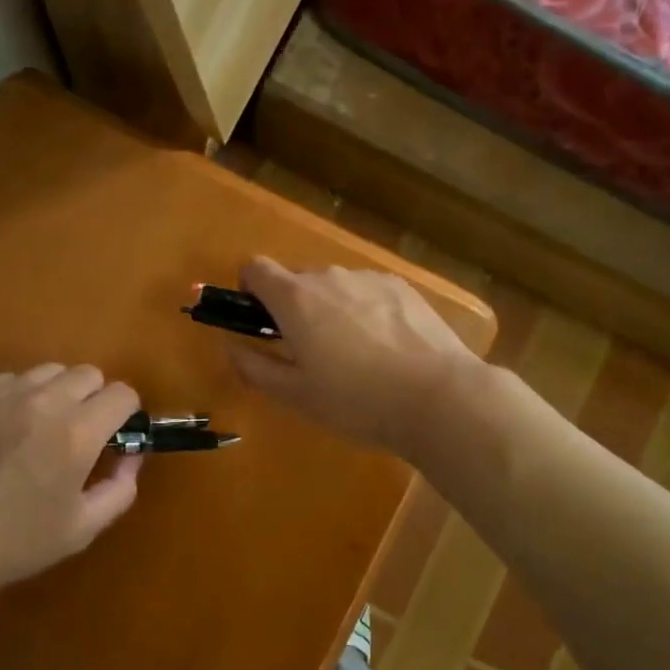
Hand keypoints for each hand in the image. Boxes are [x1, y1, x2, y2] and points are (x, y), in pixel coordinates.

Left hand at [0, 365, 141, 603]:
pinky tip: (5, 430)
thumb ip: (120, 488)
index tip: (116, 435)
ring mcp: (4, 393)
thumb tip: (132, 456)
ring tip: (40, 428)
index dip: (126, 414)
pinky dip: (21, 396)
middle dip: (94, 399)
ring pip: (50, 371)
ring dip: (58, 393)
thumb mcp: (81, 528)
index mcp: (77, 433)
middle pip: (89, 374)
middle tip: (79, 434)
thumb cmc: (15, 543)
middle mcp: (44, 401)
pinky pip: (12, 379)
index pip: (122, 394)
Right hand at [228, 257, 482, 457]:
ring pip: (334, 285)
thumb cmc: (356, 401)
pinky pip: (367, 291)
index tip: (258, 319)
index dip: (249, 289)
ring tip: (355, 353)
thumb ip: (255, 367)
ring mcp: (368, 278)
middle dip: (293, 306)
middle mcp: (328, 276)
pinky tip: (386, 346)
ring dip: (331, 308)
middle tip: (309, 351)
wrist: (438, 396)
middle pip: (296, 279)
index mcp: (295, 298)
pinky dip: (364, 309)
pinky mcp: (402, 287)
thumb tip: (231, 346)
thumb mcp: (296, 395)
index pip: (255, 268)